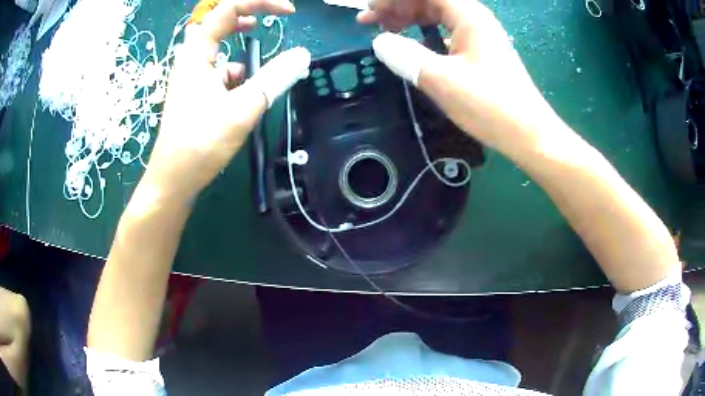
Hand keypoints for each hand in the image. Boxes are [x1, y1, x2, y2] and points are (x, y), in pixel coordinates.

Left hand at [144, 0, 310, 201]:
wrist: (173, 180)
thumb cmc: (200, 143)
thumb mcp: (241, 108)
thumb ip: (273, 79)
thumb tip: (302, 55)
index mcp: (196, 53)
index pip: (227, 10)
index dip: (260, 2)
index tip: (288, 12)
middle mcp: (191, 59)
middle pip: (221, 23)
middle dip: (249, 17)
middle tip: (273, 21)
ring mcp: (191, 76)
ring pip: (221, 49)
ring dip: (244, 51)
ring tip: (259, 70)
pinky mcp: (195, 93)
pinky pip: (220, 72)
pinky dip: (237, 76)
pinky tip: (245, 97)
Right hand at [358, 0, 561, 153]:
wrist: (528, 134)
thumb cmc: (490, 105)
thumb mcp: (442, 80)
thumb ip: (406, 56)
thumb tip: (380, 42)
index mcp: (468, 15)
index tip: (370, 13)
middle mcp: (474, 18)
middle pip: (429, 0)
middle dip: (397, 6)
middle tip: (370, 23)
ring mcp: (479, 35)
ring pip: (437, 15)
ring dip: (409, 18)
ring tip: (386, 31)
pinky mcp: (480, 51)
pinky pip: (445, 31)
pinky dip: (424, 34)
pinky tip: (413, 46)